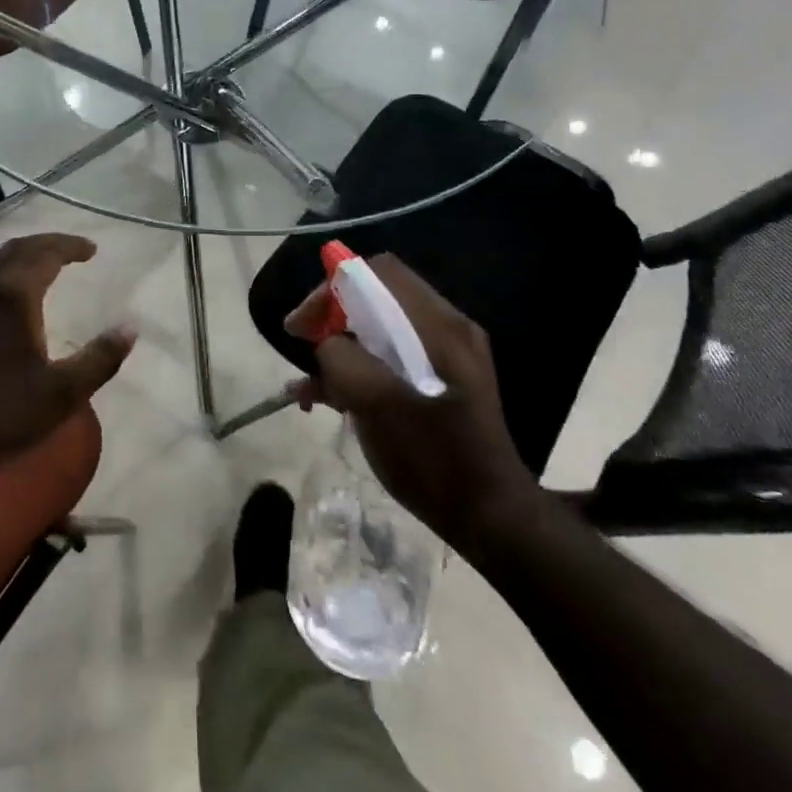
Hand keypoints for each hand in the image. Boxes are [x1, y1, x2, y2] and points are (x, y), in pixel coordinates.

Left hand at [0, 235, 134, 486]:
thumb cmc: (2, 415)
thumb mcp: (63, 393)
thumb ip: (100, 358)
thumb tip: (130, 327)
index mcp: (13, 296)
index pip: (45, 254)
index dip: (70, 246)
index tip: (92, 250)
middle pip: (17, 248)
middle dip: (47, 243)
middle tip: (73, 250)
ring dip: (23, 254)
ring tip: (46, 264)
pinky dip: (4, 270)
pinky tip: (10, 292)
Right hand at [285, 253, 540, 554]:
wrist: (490, 518)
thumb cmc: (433, 458)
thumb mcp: (377, 405)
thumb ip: (343, 359)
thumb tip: (328, 343)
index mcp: (438, 325)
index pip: (377, 273)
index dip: (332, 288)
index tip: (303, 323)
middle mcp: (446, 329)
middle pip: (375, 298)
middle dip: (331, 319)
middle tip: (301, 345)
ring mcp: (445, 355)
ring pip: (378, 330)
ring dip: (339, 349)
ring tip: (308, 387)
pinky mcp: (440, 381)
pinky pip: (389, 358)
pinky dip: (357, 371)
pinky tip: (328, 400)